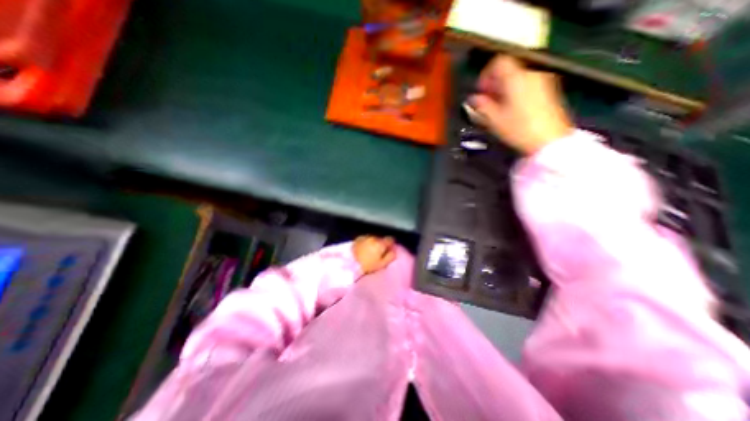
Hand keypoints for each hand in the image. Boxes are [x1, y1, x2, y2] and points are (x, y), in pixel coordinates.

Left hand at [353, 235, 396, 274]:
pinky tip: (363, 249)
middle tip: (378, 253)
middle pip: (381, 239)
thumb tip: (394, 251)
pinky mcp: (357, 239)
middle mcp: (373, 237)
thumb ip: (390, 256)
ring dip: (373, 243)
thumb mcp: (382, 264)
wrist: (350, 263)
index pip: (390, 239)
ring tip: (369, 251)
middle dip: (381, 244)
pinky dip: (366, 243)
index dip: (390, 244)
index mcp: (381, 243)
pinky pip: (365, 239)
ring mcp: (365, 237)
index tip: (389, 250)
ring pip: (372, 239)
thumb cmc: (367, 266)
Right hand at [467, 55, 574, 153]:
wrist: (548, 140)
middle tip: (486, 101)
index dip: (486, 74)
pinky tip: (511, 109)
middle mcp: (531, 74)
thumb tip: (473, 99)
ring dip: (504, 89)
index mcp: (516, 78)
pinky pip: (527, 85)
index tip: (480, 90)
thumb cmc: (519, 129)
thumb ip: (481, 106)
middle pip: (509, 69)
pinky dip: (516, 92)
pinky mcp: (548, 91)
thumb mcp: (494, 119)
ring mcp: (542, 81)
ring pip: (518, 78)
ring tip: (497, 107)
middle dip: (494, 84)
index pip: (499, 62)